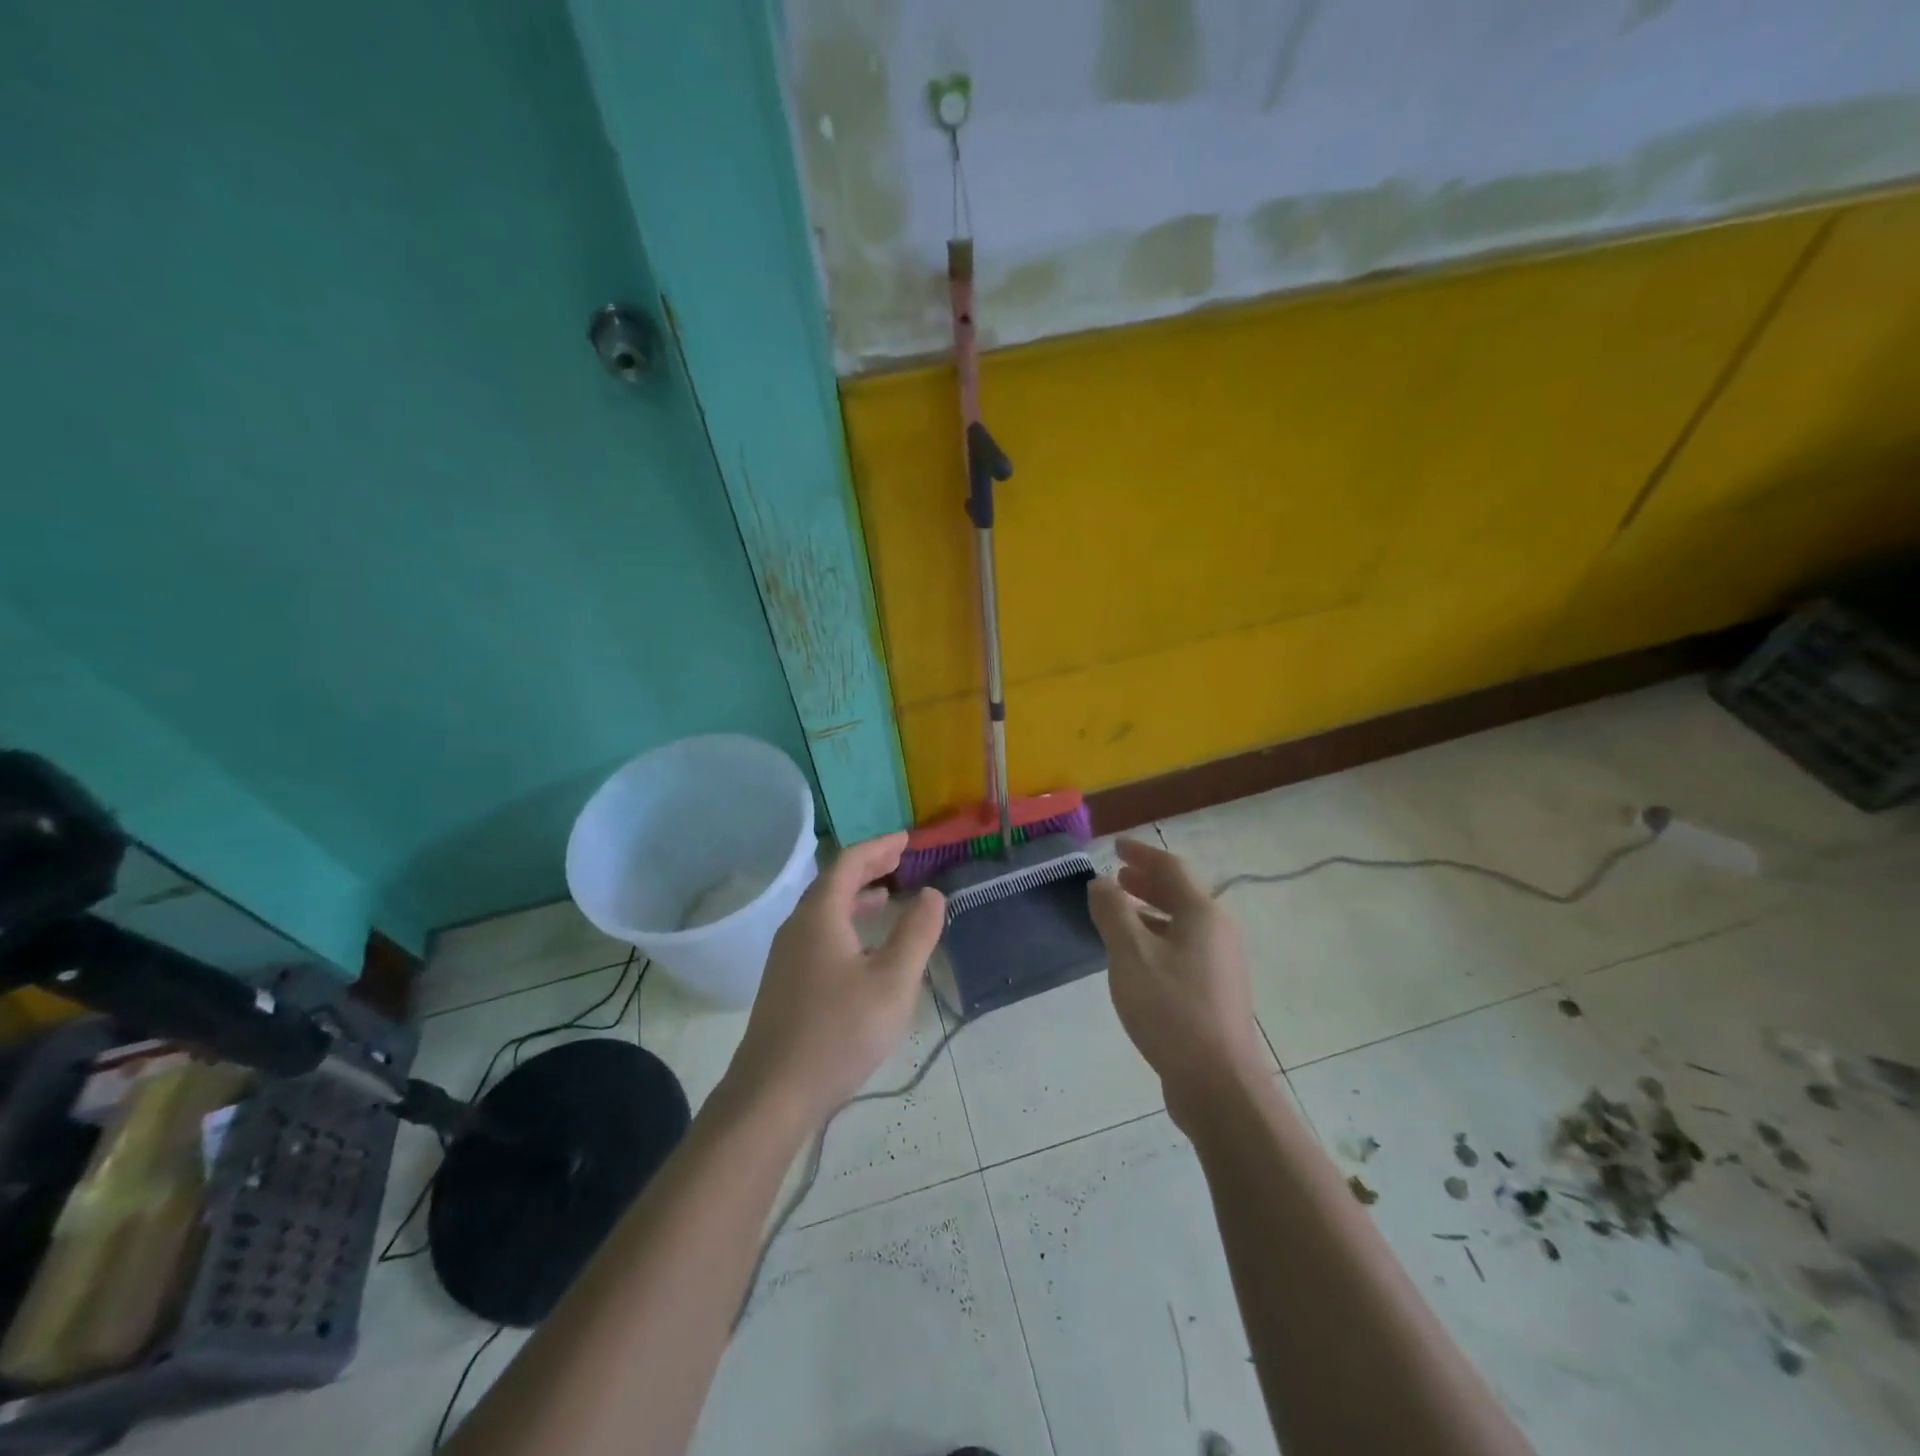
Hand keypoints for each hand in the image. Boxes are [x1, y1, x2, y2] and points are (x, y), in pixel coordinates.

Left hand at [723, 833, 944, 1123]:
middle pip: (832, 882)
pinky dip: (845, 922)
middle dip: (867, 867)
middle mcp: (798, 926)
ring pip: (824, 910)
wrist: (772, 1093)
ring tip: (885, 896)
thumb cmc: (838, 1032)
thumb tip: (932, 894)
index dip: (879, 847)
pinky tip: (862, 948)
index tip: (906, 839)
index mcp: (820, 915)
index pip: (849, 863)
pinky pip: (819, 933)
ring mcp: (787, 955)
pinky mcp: (785, 982)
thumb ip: (916, 934)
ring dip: (855, 896)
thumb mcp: (892, 982)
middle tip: (900, 859)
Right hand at [1089, 838, 1266, 1120]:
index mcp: (1202, 914)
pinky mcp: (1216, 993)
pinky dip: (1159, 938)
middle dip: (1147, 882)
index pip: (1171, 868)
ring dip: (1151, 911)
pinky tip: (1137, 958)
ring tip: (1120, 914)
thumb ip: (1112, 913)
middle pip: (1181, 894)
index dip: (1141, 854)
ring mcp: (1221, 964)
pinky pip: (1184, 948)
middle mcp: (1218, 932)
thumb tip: (1101, 883)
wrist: (1218, 1083)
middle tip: (1117, 877)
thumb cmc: (1171, 1010)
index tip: (1115, 847)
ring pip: (1183, 923)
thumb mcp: (1130, 955)